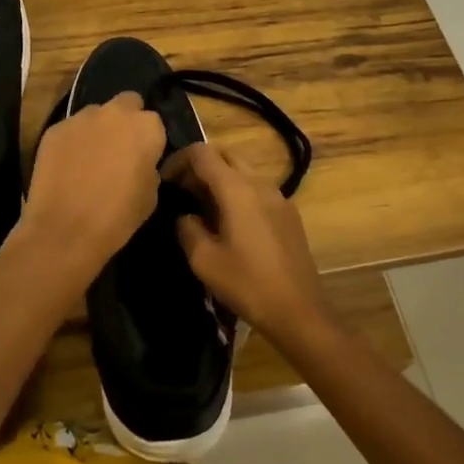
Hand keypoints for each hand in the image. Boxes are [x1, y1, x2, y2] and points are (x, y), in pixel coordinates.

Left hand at [18, 91, 167, 281]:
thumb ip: (149, 166)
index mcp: (146, 127)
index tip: (143, 158)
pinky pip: (70, 129)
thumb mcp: (151, 195)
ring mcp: (82, 117)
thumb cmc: (117, 217)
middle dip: (126, 120)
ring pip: (96, 114)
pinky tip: (67, 165)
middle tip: (119, 148)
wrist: (65, 230)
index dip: (149, 140)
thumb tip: (140, 162)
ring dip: (98, 129)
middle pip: (127, 103)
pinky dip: (72, 141)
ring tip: (90, 158)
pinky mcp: (55, 128)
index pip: (154, 122)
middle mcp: (115, 113)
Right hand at [163, 144, 329, 338]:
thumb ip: (187, 228)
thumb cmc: (247, 284)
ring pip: (243, 171)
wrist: (299, 310)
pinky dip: (239, 192)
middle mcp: (260, 183)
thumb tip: (186, 216)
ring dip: (220, 179)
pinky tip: (231, 223)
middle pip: (225, 155)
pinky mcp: (289, 213)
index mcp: (237, 189)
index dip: (179, 160)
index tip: (165, 181)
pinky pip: (258, 189)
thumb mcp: (203, 260)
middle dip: (200, 166)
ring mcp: (279, 196)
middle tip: (183, 192)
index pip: (202, 153)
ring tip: (203, 209)